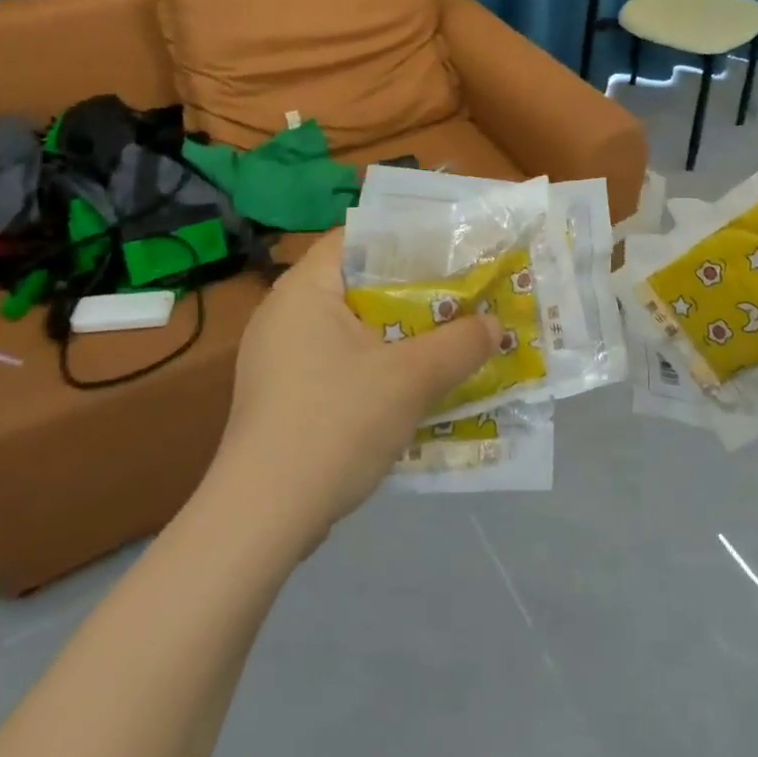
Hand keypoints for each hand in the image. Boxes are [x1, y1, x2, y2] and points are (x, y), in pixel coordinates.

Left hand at [210, 230, 498, 542]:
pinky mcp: (282, 397)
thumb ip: (460, 343)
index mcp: (305, 289)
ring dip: (400, 334)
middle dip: (413, 291)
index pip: (358, 236)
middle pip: (359, 283)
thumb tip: (495, 324)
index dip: (407, 238)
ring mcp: (279, 358)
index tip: (451, 250)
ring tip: (447, 338)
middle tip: (461, 295)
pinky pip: (339, 363)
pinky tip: (412, 388)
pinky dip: (377, 366)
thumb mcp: (412, 379)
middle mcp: (285, 314)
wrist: (262, 520)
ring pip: (353, 328)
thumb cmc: (335, 424)